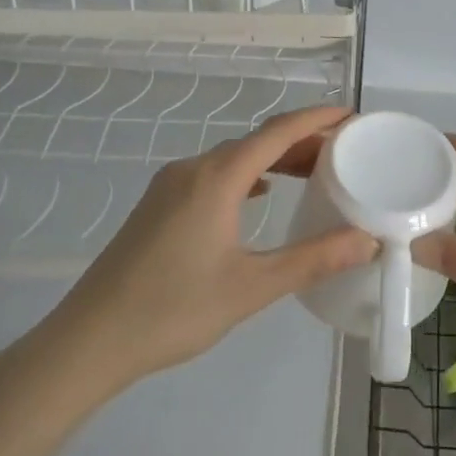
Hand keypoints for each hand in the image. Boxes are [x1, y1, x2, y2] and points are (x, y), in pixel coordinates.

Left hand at [17, 105, 377, 393]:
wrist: (89, 340)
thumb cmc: (173, 310)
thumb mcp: (251, 287)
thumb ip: (313, 259)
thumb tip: (367, 240)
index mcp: (217, 178)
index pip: (277, 132)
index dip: (317, 118)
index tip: (351, 115)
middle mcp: (193, 169)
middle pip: (256, 140)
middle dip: (301, 140)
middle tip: (343, 151)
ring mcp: (170, 185)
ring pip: (233, 156)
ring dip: (273, 158)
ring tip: (311, 172)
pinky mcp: (157, 204)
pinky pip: (213, 174)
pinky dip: (246, 175)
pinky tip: (259, 195)